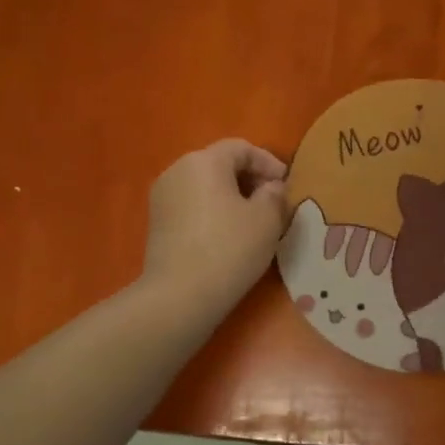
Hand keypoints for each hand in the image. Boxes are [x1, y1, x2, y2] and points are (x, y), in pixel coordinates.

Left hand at [141, 139, 288, 319]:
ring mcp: (162, 197)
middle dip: (249, 179)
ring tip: (253, 221)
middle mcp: (177, 171)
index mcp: (204, 161)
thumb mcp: (267, 219)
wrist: (180, 296)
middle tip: (273, 202)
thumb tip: (271, 187)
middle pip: (220, 164)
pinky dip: (213, 212)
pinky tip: (228, 236)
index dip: (268, 162)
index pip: (241, 148)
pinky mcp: (157, 223)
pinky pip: (192, 206)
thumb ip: (275, 194)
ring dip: (231, 197)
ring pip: (205, 186)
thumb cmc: (229, 248)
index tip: (287, 185)